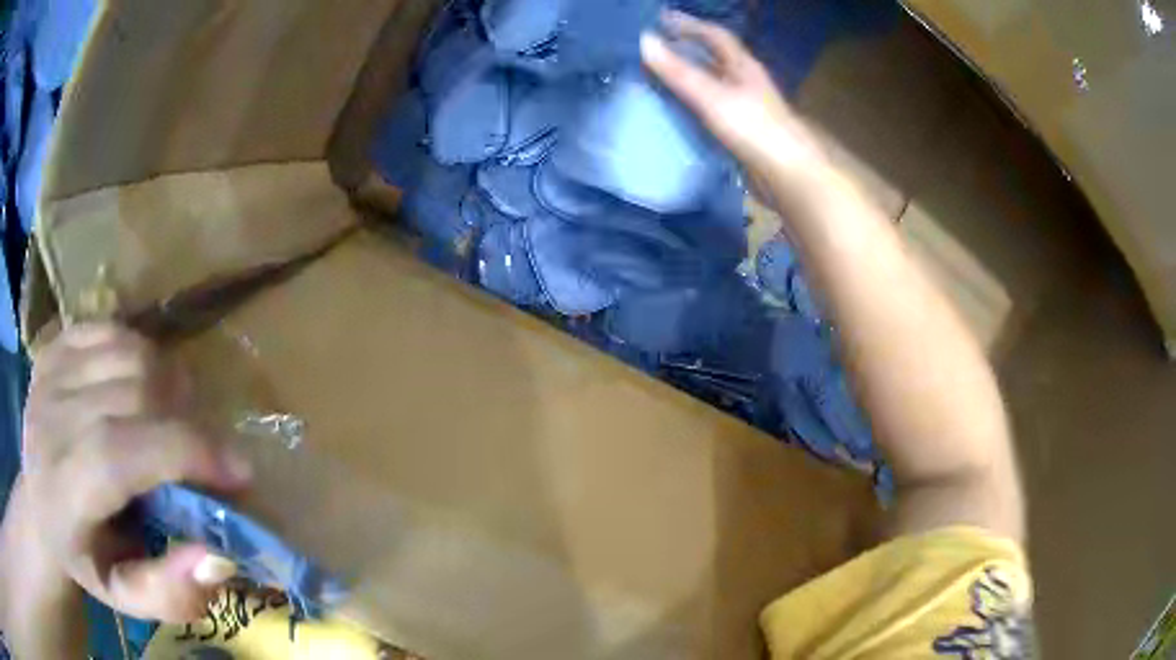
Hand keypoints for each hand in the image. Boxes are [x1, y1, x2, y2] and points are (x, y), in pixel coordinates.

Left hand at [4, 324, 250, 624]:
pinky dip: (141, 353)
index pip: (120, 451)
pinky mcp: (54, 347)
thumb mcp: (125, 600)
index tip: (240, 472)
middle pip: (131, 391)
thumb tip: (216, 556)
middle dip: (185, 420)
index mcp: (63, 491)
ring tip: (175, 420)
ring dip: (167, 384)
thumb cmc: (84, 561)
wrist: (37, 509)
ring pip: (128, 352)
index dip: (186, 452)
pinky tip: (142, 387)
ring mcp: (50, 373)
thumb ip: (169, 593)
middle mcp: (50, 419)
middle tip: (205, 453)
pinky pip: (111, 330)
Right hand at [641, 12, 827, 174]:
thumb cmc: (753, 128)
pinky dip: (693, 104)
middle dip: (687, 48)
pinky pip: (712, 109)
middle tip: (655, 47)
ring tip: (658, 76)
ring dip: (689, 76)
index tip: (661, 19)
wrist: (788, 175)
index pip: (715, 35)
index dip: (689, 24)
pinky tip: (677, 112)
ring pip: (713, 83)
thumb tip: (644, 40)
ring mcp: (746, 108)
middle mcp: (746, 82)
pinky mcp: (743, 132)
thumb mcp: (711, 95)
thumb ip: (678, 71)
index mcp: (743, 66)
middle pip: (714, 58)